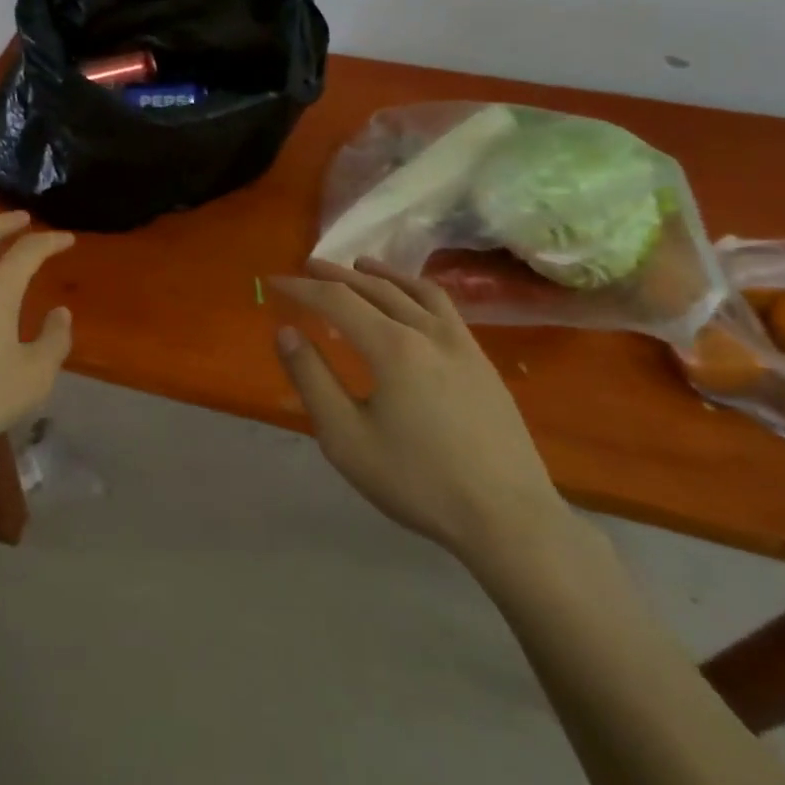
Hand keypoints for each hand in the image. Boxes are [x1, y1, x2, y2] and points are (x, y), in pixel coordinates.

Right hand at [270, 258, 566, 562]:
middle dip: (337, 274)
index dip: (303, 288)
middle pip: (376, 288)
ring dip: (382, 274)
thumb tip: (286, 333)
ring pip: (415, 291)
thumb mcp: (346, 438)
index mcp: (392, 347)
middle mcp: (427, 331)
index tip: (275, 281)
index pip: (337, 300)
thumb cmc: (417, 481)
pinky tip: (413, 302)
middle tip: (309, 266)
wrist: (509, 519)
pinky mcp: (482, 362)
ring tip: (360, 266)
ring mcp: (462, 344)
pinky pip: (444, 308)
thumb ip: (312, 380)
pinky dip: (416, 291)